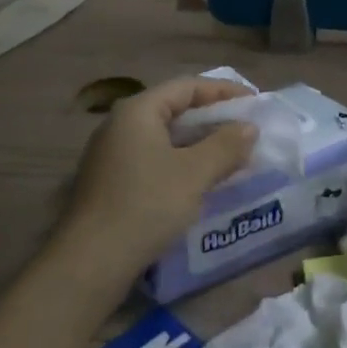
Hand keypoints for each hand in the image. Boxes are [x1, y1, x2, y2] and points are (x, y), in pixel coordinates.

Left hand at [53, 76, 259, 292]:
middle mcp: (120, 125)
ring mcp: (112, 155)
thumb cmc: (146, 205)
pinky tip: (203, 181)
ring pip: (166, 138)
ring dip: (200, 144)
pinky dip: (183, 163)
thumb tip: (249, 127)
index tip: (255, 102)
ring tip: (232, 156)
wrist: (91, 261)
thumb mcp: (194, 173)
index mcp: (138, 111)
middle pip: (175, 109)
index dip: (223, 91)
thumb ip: (226, 145)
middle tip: (247, 130)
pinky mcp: (112, 183)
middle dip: (214, 119)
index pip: (187, 86)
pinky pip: (155, 160)